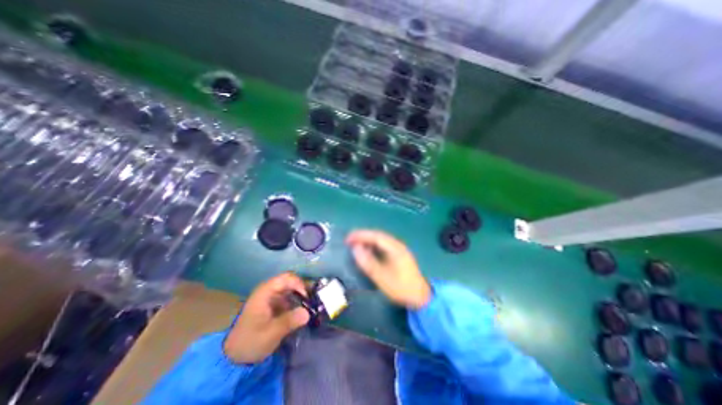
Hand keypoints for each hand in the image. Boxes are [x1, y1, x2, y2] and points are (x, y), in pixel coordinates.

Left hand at [224, 272, 305, 362]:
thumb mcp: (271, 333)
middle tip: (312, 301)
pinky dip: (297, 302)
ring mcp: (271, 297)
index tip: (307, 297)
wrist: (234, 357)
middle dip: (302, 289)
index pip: (286, 278)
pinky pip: (288, 297)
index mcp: (265, 292)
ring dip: (300, 296)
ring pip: (290, 289)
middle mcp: (268, 290)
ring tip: (310, 306)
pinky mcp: (273, 304)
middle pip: (290, 281)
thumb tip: (308, 313)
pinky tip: (302, 311)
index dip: (299, 284)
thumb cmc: (250, 342)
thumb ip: (289, 321)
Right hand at [347, 230, 429, 307]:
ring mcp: (399, 249)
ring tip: (355, 244)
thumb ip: (368, 262)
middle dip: (363, 236)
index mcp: (395, 248)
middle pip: (378, 235)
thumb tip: (355, 248)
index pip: (375, 236)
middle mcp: (397, 245)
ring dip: (368, 240)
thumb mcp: (382, 277)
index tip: (348, 238)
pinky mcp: (399, 254)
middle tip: (349, 240)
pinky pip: (384, 245)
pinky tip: (368, 250)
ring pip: (381, 240)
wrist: (420, 296)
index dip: (361, 235)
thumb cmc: (401, 287)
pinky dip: (373, 246)